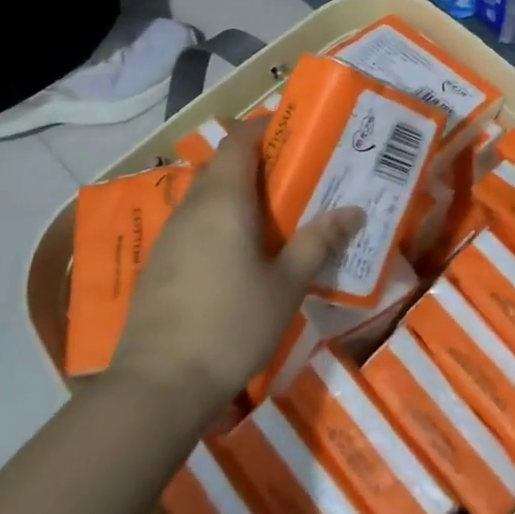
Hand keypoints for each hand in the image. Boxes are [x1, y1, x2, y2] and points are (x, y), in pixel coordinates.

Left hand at [111, 119, 364, 406]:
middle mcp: (192, 207)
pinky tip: (240, 255)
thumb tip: (355, 210)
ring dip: (238, 194)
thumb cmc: (232, 324)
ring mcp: (170, 236)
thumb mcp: (287, 285)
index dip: (264, 128)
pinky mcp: (159, 264)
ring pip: (207, 196)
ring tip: (275, 216)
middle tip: (297, 177)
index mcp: (223, 199)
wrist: (159, 385)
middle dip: (258, 162)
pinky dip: (220, 222)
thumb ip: (319, 242)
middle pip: (222, 166)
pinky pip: (195, 224)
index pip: (239, 141)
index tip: (295, 132)